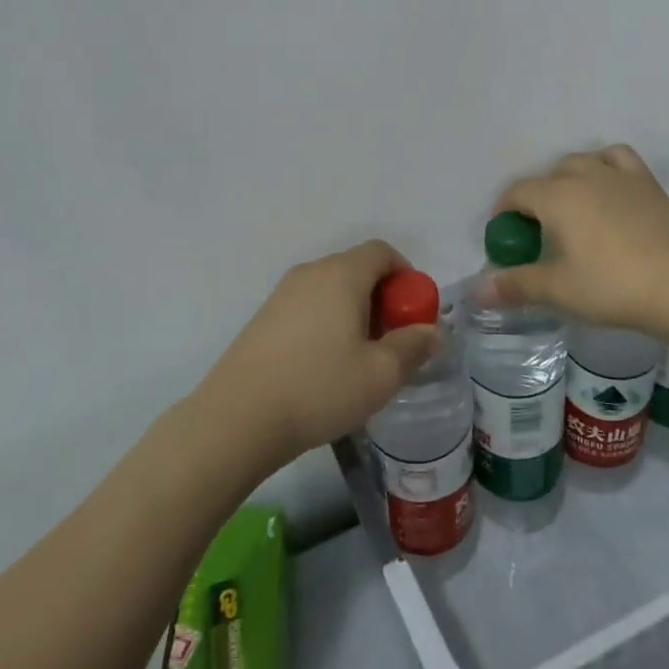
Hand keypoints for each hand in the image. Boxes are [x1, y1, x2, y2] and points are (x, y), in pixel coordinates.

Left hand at [197, 240, 440, 473]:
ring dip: (354, 312)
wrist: (238, 417)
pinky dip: (327, 322)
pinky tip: (323, 367)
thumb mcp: (381, 374)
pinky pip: (308, 306)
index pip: (382, 251)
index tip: (412, 314)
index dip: (406, 276)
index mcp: (342, 274)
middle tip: (390, 342)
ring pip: (332, 289)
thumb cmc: (319, 388)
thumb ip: (413, 346)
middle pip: (357, 268)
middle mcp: (311, 272)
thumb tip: (431, 331)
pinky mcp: (264, 317)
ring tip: (358, 359)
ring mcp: (282, 293)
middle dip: (382, 298)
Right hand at [483, 146, 668, 336]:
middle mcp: (583, 175)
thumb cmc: (615, 286)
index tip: (505, 237)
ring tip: (570, 208)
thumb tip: (477, 290)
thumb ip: (517, 285)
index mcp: (556, 196)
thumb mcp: (560, 290)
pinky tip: (609, 186)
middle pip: (547, 177)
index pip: (517, 193)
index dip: (504, 212)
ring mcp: (618, 175)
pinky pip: (618, 159)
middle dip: (535, 199)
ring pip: (581, 162)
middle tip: (537, 234)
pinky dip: (605, 165)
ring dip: (567, 179)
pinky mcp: (648, 183)